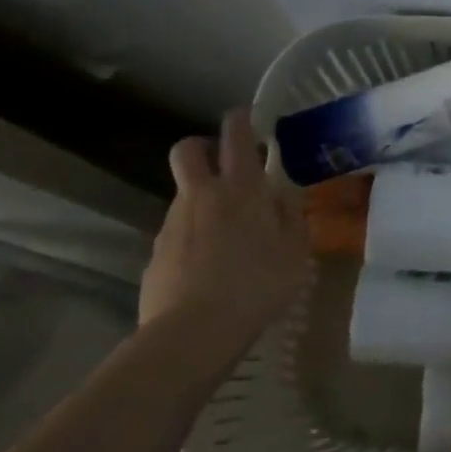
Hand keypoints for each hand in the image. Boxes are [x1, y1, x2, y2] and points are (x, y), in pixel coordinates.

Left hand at [140, 108, 305, 347]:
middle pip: (188, 150)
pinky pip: (177, 233)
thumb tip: (283, 195)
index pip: (235, 134)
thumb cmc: (257, 284)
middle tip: (224, 164)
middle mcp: (202, 196)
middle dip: (202, 146)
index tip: (248, 117)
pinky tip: (209, 268)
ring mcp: (172, 224)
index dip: (240, 119)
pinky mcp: (155, 255)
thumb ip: (290, 215)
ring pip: (184, 194)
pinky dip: (192, 238)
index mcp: (241, 188)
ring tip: (227, 235)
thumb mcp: (295, 250)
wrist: (193, 334)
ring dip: (202, 200)